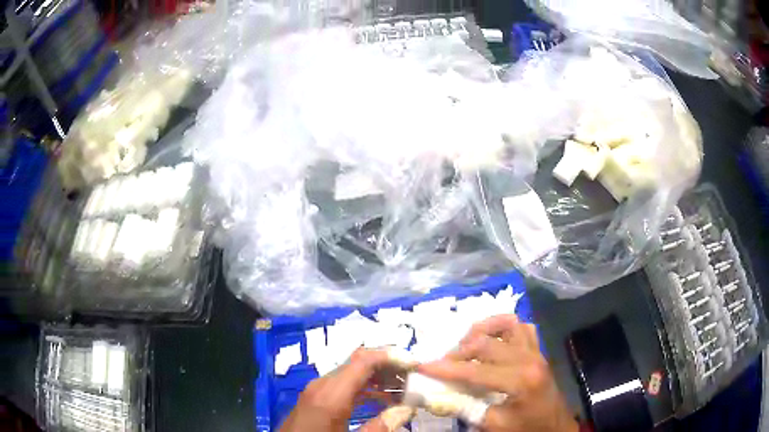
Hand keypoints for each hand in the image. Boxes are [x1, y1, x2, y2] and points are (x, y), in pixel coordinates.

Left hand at [280, 348, 414, 431]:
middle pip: (359, 363)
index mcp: (331, 394)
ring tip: (405, 389)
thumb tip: (408, 409)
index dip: (391, 357)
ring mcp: (317, 389)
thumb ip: (380, 426)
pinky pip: (344, 385)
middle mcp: (323, 384)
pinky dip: (366, 387)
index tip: (415, 365)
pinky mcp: (316, 397)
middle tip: (415, 377)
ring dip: (379, 377)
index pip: (363, 360)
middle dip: (389, 366)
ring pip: (352, 373)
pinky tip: (382, 399)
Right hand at [417, 315, 578, 431]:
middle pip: (486, 343)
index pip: (474, 370)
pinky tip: (493, 341)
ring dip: (482, 330)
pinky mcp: (538, 350)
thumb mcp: (493, 425)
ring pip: (507, 324)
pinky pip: (522, 328)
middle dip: (458, 351)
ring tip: (467, 344)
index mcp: (520, 380)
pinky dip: (503, 328)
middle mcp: (529, 358)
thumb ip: (464, 408)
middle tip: (443, 363)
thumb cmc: (525, 428)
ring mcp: (536, 351)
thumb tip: (433, 396)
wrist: (554, 426)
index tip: (421, 365)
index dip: (445, 369)